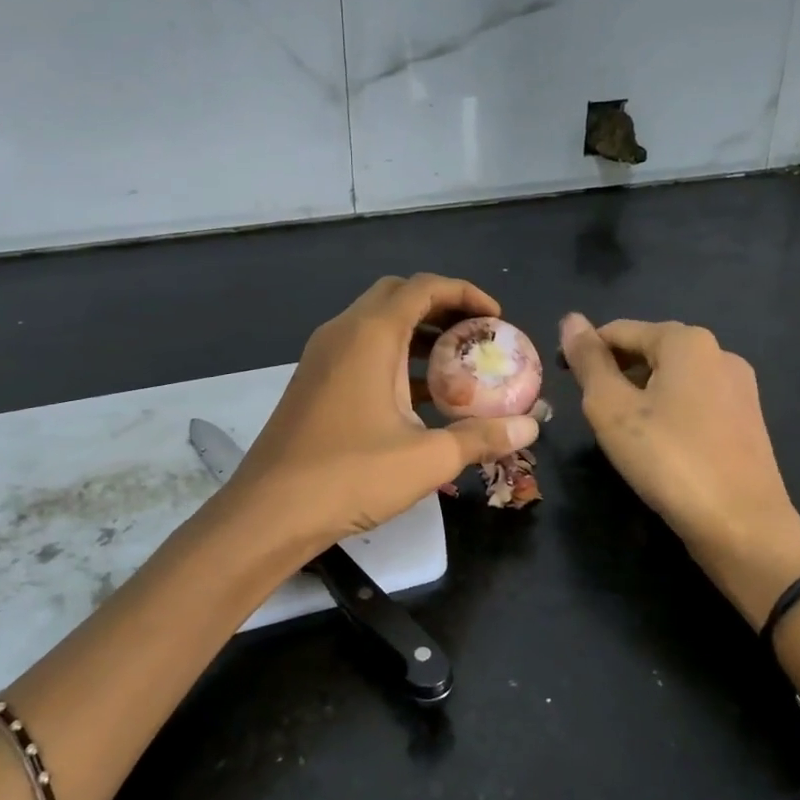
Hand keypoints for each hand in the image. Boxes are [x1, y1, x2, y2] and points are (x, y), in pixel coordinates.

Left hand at [231, 275, 540, 547]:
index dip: (465, 293)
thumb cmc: (349, 476)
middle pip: (398, 296)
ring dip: (417, 335)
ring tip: (457, 366)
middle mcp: (343, 333)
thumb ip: (482, 436)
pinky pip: (361, 351)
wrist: (268, 512)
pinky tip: (419, 398)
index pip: (423, 286)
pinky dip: (394, 358)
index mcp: (370, 334)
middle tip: (476, 336)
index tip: (497, 319)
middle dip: (442, 308)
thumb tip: (532, 427)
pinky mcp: (314, 382)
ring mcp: (322, 357)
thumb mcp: (426, 458)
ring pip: (377, 324)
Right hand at [559, 314, 799, 626]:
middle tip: (594, 415)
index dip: (585, 353)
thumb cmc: (668, 460)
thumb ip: (588, 361)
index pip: (618, 331)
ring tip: (623, 434)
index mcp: (687, 341)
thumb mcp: (612, 408)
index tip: (565, 384)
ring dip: (640, 395)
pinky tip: (659, 446)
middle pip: (648, 350)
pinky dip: (668, 412)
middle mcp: (719, 352)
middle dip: (615, 374)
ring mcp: (739, 387)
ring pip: (672, 378)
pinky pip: (695, 401)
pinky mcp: (747, 419)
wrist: (742, 526)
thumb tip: (570, 319)